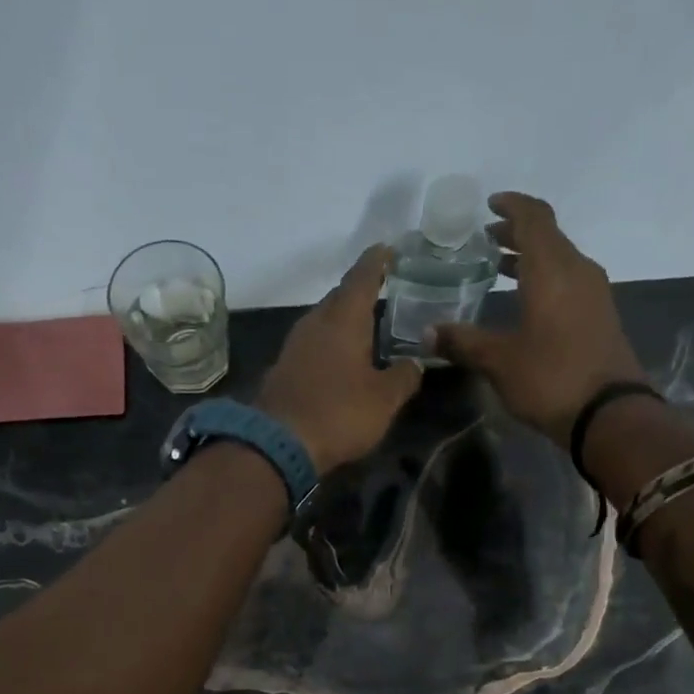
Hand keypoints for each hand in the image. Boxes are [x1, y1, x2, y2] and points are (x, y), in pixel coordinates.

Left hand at [257, 245, 419, 474]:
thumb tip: (415, 362)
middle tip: (385, 294)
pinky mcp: (284, 369)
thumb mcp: (384, 399)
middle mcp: (315, 323)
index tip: (389, 249)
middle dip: (361, 292)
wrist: (278, 445)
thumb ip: (404, 376)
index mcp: (344, 319)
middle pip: (340, 297)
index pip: (362, 276)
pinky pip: (313, 345)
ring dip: (344, 321)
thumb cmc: (339, 413)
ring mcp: (294, 345)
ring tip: (368, 328)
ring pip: (324, 321)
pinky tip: (342, 360)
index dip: (378, 261)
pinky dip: (331, 345)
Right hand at [428, 192, 646, 444]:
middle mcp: (577, 270)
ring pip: (559, 259)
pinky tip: (525, 302)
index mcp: (552, 269)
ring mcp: (593, 293)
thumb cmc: (550, 378)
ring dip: (531, 258)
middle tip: (485, 242)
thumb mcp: (498, 361)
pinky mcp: (599, 316)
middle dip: (516, 234)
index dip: (512, 206)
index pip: (534, 218)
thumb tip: (427, 333)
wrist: (608, 413)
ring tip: (500, 269)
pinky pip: (568, 282)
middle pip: (548, 236)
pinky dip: (544, 280)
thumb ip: (463, 342)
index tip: (489, 206)